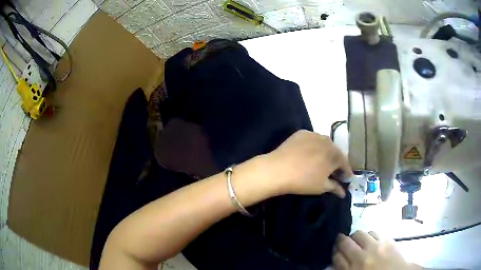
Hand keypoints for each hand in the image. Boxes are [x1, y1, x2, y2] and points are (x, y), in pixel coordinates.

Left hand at [265, 130, 352, 197]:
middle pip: (336, 151)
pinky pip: (312, 139)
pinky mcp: (302, 133)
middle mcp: (327, 141)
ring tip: (322, 161)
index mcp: (335, 155)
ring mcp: (314, 135)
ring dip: (326, 151)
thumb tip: (344, 193)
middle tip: (334, 170)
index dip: (346, 171)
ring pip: (325, 143)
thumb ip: (335, 187)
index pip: (345, 163)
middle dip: (337, 161)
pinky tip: (309, 152)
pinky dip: (314, 145)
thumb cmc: (303, 181)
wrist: (278, 169)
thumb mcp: (322, 187)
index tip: (347, 177)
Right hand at [333, 231, 421, 269]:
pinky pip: (374, 232)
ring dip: (356, 237)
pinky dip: (370, 235)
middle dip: (341, 241)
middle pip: (345, 242)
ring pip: (359, 234)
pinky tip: (371, 240)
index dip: (334, 252)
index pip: (336, 257)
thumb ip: (345, 268)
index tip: (336, 251)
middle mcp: (362, 257)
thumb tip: (338, 257)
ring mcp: (376, 247)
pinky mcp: (387, 240)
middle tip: (342, 242)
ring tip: (359, 241)